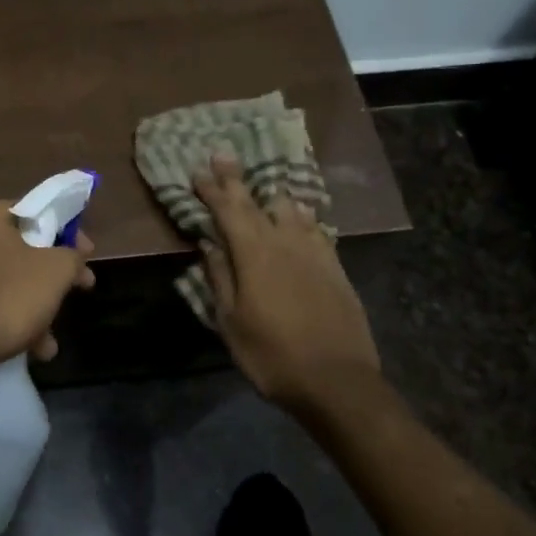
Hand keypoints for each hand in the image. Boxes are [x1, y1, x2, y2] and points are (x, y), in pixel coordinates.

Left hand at [0, 199, 96, 384]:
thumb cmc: (7, 297)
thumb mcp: (55, 271)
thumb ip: (72, 255)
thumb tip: (73, 255)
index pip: (36, 211)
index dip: (68, 231)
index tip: (86, 254)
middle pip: (22, 249)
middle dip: (52, 276)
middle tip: (77, 290)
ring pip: (6, 281)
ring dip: (33, 307)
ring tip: (49, 340)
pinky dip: (9, 321)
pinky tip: (30, 350)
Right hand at [193, 154, 380, 413]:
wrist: (337, 381)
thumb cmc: (272, 355)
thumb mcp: (231, 322)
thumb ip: (219, 278)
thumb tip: (209, 244)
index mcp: (253, 255)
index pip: (228, 211)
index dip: (211, 189)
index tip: (198, 170)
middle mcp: (284, 243)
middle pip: (256, 202)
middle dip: (236, 179)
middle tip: (223, 154)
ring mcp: (314, 252)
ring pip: (290, 209)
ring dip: (270, 194)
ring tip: (262, 184)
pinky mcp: (335, 266)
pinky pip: (315, 228)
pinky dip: (301, 216)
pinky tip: (299, 214)